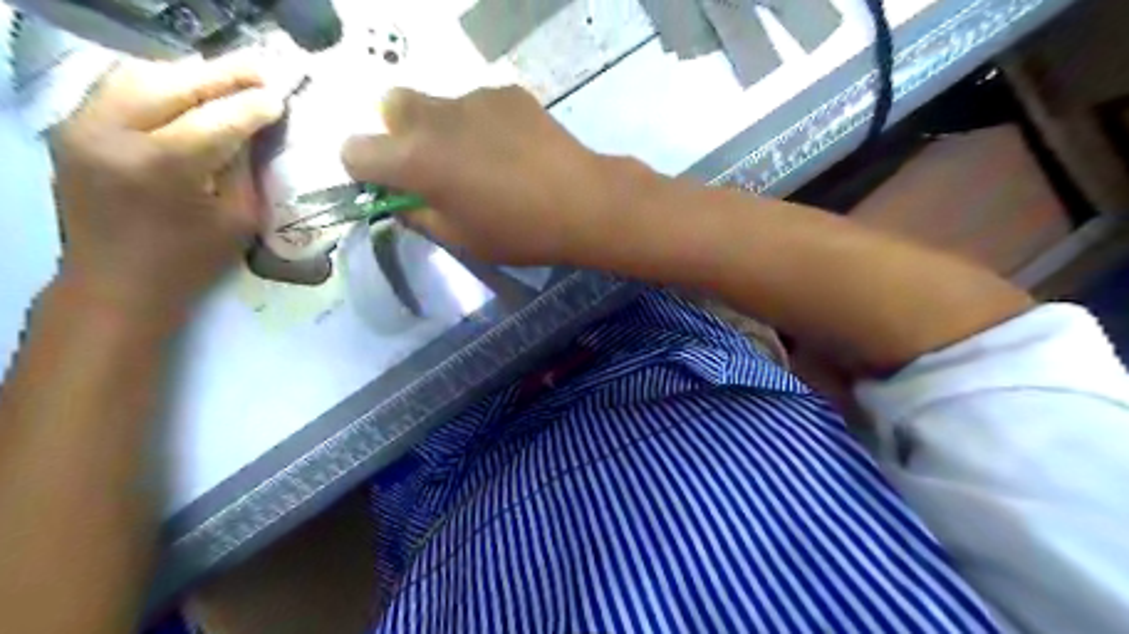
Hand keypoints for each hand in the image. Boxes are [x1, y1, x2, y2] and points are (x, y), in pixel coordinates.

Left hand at [50, 60, 284, 317]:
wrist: (116, 283)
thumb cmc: (191, 261)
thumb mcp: (238, 218)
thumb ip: (246, 167)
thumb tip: (258, 127)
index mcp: (163, 167)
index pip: (217, 119)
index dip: (253, 106)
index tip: (281, 98)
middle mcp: (113, 135)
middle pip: (173, 84)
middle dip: (223, 76)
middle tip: (262, 73)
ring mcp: (82, 127)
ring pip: (139, 75)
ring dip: (190, 74)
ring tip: (229, 78)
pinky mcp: (72, 128)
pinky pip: (119, 89)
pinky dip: (159, 84)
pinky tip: (189, 91)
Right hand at [339, 84, 630, 263]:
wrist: (583, 203)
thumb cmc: (519, 232)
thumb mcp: (460, 239)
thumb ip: (417, 215)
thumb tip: (400, 199)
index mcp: (415, 160)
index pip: (354, 151)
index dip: (366, 171)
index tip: (391, 187)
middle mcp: (435, 118)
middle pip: (391, 108)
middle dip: (400, 136)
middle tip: (437, 168)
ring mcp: (473, 97)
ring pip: (438, 105)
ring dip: (445, 129)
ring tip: (488, 162)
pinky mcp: (507, 92)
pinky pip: (477, 104)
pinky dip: (482, 124)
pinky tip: (515, 150)